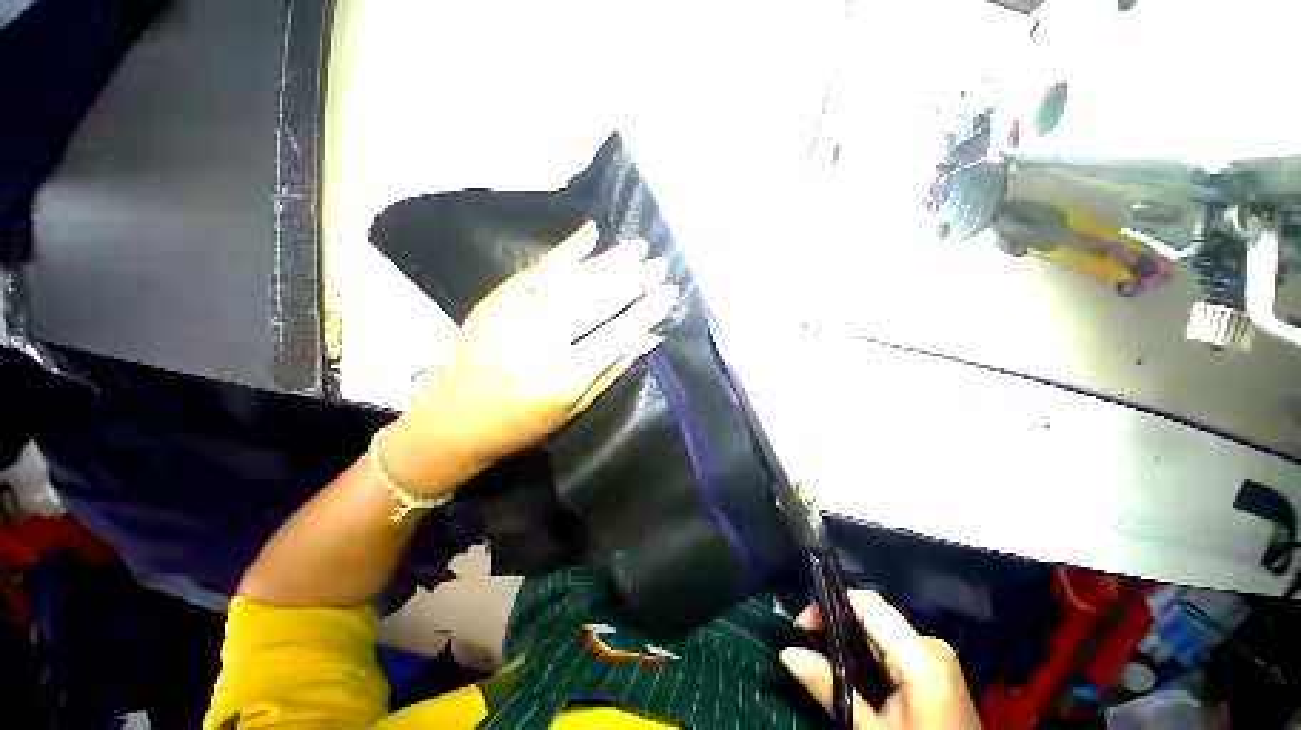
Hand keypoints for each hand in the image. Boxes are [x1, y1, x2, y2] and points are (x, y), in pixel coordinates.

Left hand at [389, 222, 675, 493]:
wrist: (454, 418)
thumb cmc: (524, 423)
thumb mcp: (576, 407)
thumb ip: (613, 369)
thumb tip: (650, 337)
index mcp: (563, 376)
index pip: (616, 335)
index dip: (645, 311)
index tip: (668, 291)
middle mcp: (540, 341)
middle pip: (595, 302)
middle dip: (632, 280)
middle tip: (658, 263)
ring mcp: (515, 315)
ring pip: (571, 281)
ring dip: (608, 262)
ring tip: (637, 247)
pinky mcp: (496, 300)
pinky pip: (538, 268)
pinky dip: (566, 251)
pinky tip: (590, 234)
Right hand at [781, 591, 981, 729]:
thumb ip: (830, 688)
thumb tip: (787, 653)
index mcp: (921, 656)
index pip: (868, 604)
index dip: (830, 604)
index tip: (802, 625)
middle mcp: (932, 646)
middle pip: (873, 618)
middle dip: (837, 626)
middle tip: (807, 646)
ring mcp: (938, 658)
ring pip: (882, 633)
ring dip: (851, 642)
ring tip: (825, 660)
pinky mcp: (938, 670)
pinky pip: (895, 648)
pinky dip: (869, 655)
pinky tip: (855, 673)